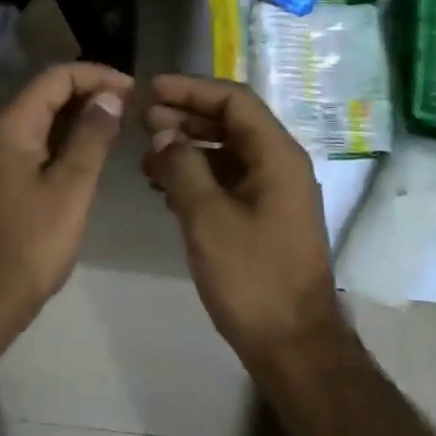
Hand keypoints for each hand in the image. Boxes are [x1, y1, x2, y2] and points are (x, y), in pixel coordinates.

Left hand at [0, 63, 132, 329]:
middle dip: (87, 92)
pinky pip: (28, 140)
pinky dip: (58, 137)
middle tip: (129, 105)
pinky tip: (86, 150)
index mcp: (7, 127)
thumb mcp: (71, 189)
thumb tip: (110, 96)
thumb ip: (92, 136)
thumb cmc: (29, 246)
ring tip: (115, 124)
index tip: (132, 88)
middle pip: (43, 93)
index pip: (54, 78)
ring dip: (74, 115)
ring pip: (36, 117)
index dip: (95, 75)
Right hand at [143, 74, 343, 370]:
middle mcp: (280, 165)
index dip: (191, 89)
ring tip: (146, 157)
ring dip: (188, 148)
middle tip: (142, 121)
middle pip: (231, 123)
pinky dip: (198, 176)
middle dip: (186, 117)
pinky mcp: (265, 217)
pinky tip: (165, 188)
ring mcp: (275, 192)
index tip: (151, 90)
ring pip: (227, 153)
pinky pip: (229, 180)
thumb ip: (183, 167)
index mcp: (277, 155)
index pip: (234, 100)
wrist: (294, 346)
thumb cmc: (253, 278)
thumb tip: (162, 132)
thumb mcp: (208, 218)